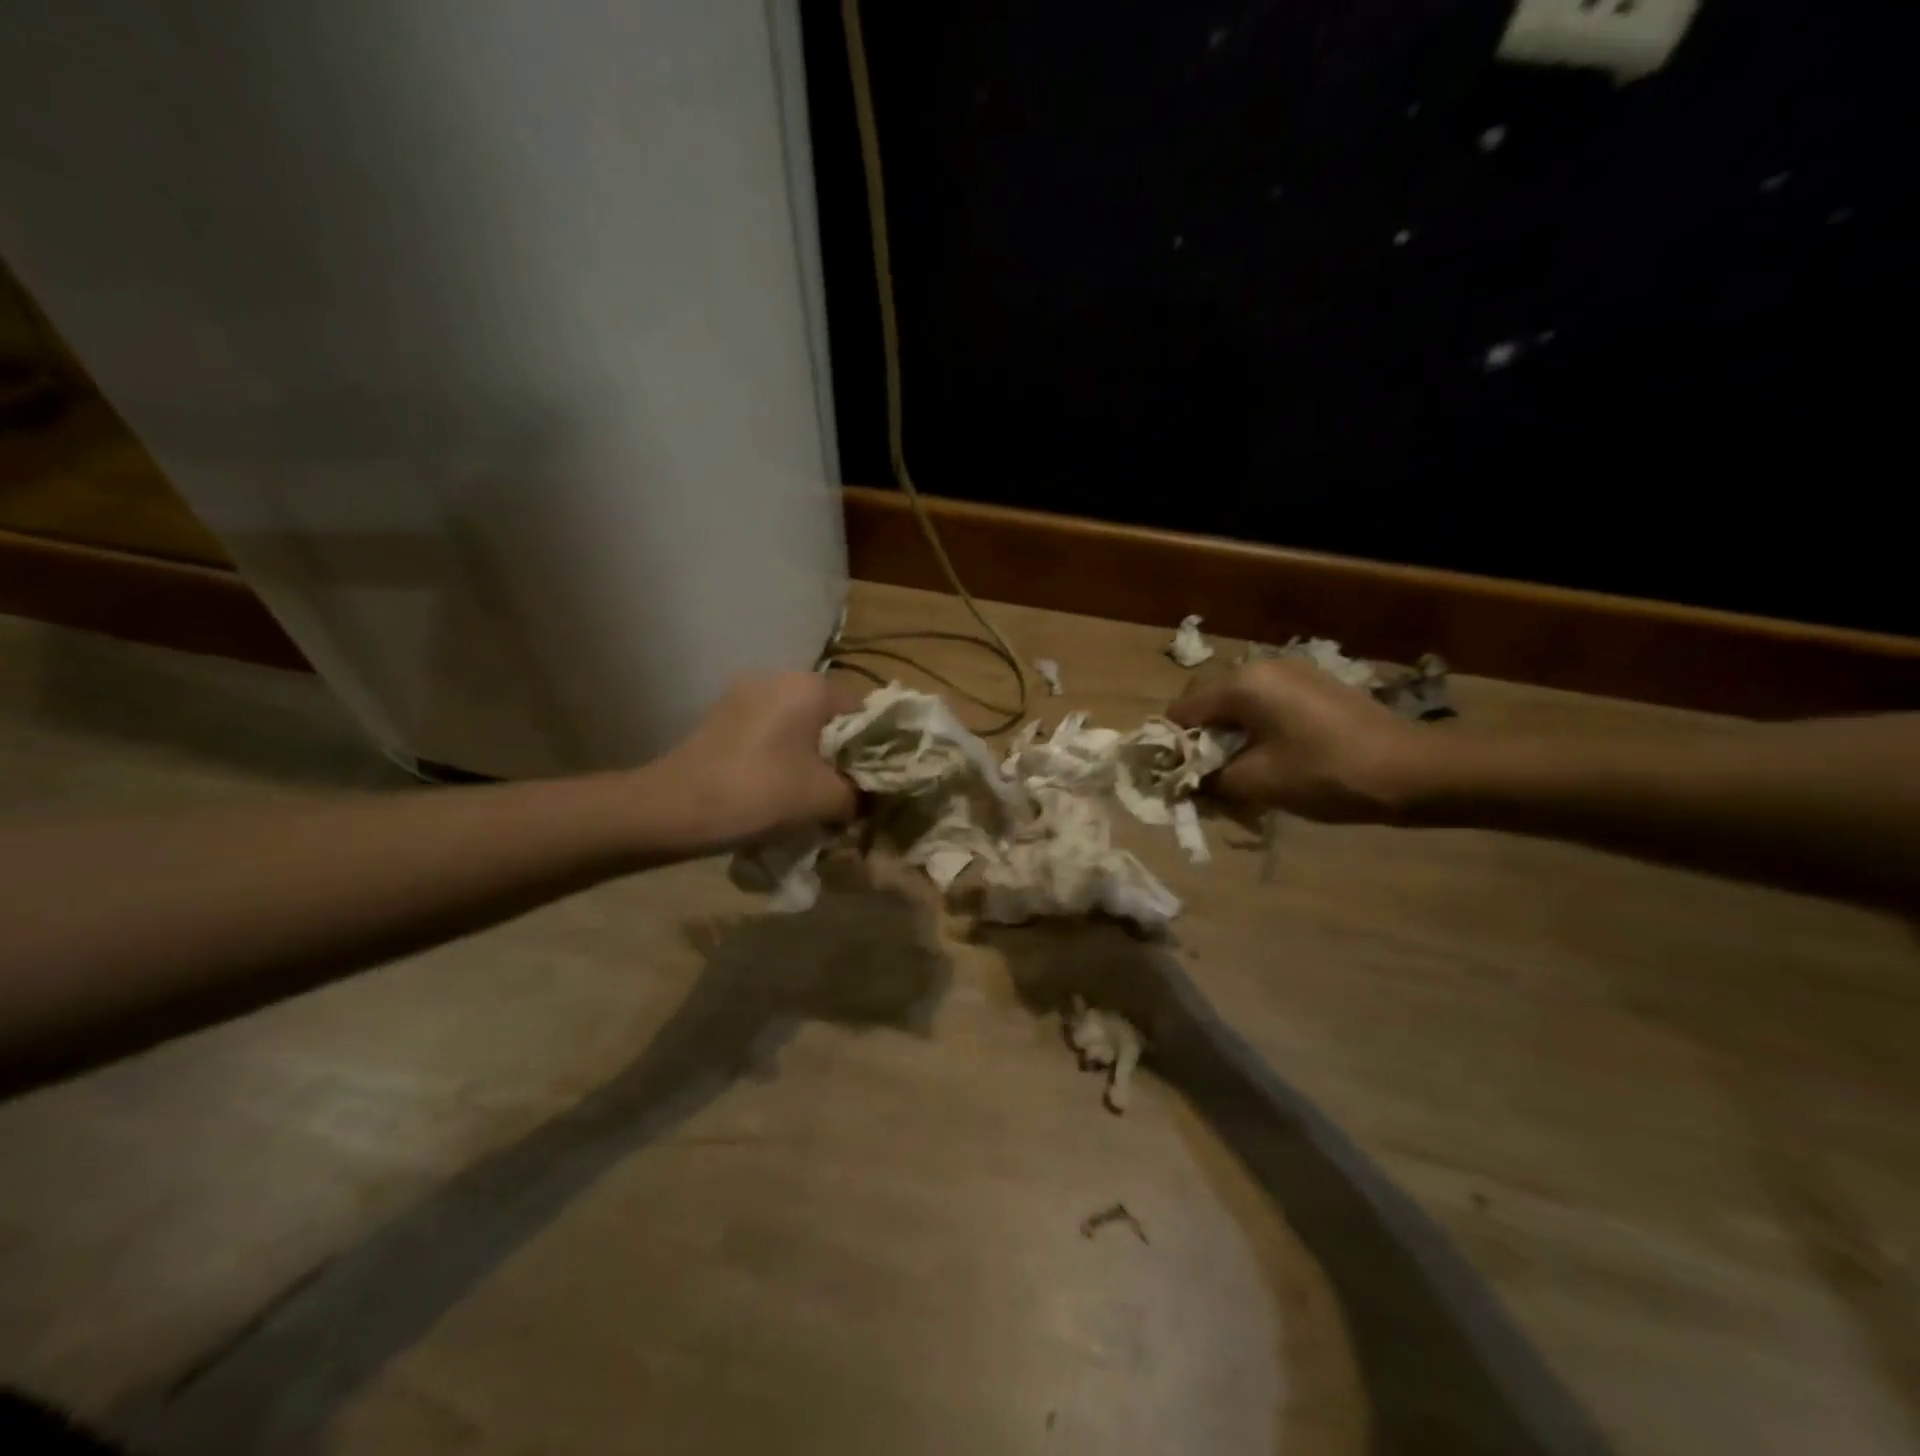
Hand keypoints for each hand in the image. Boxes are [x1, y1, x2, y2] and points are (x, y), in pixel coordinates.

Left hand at [656, 672, 861, 846]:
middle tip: (844, 792)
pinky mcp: (722, 715)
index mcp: (810, 686)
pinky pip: (770, 731)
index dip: (876, 749)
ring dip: (810, 755)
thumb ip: (861, 794)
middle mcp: (778, 677)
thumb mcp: (826, 799)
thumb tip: (871, 797)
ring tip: (810, 794)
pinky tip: (776, 787)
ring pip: (798, 725)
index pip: (864, 712)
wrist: (672, 809)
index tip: (872, 784)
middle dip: (841, 754)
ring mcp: (744, 693)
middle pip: (830, 717)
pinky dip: (781, 755)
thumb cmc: (759, 793)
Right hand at [1168, 659, 1432, 823]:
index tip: (1180, 780)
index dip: (1172, 747)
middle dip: (1199, 740)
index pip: (1181, 711)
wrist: (1414, 771)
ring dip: (1227, 736)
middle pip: (1206, 701)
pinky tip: (1271, 759)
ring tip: (1240, 773)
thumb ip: (1209, 781)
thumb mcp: (1258, 784)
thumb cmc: (1327, 775)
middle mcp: (1261, 667)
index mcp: (1242, 685)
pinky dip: (1255, 729)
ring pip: (1236, 703)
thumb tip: (1186, 784)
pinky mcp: (1314, 686)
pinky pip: (1265, 704)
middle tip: (1209, 778)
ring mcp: (1292, 673)